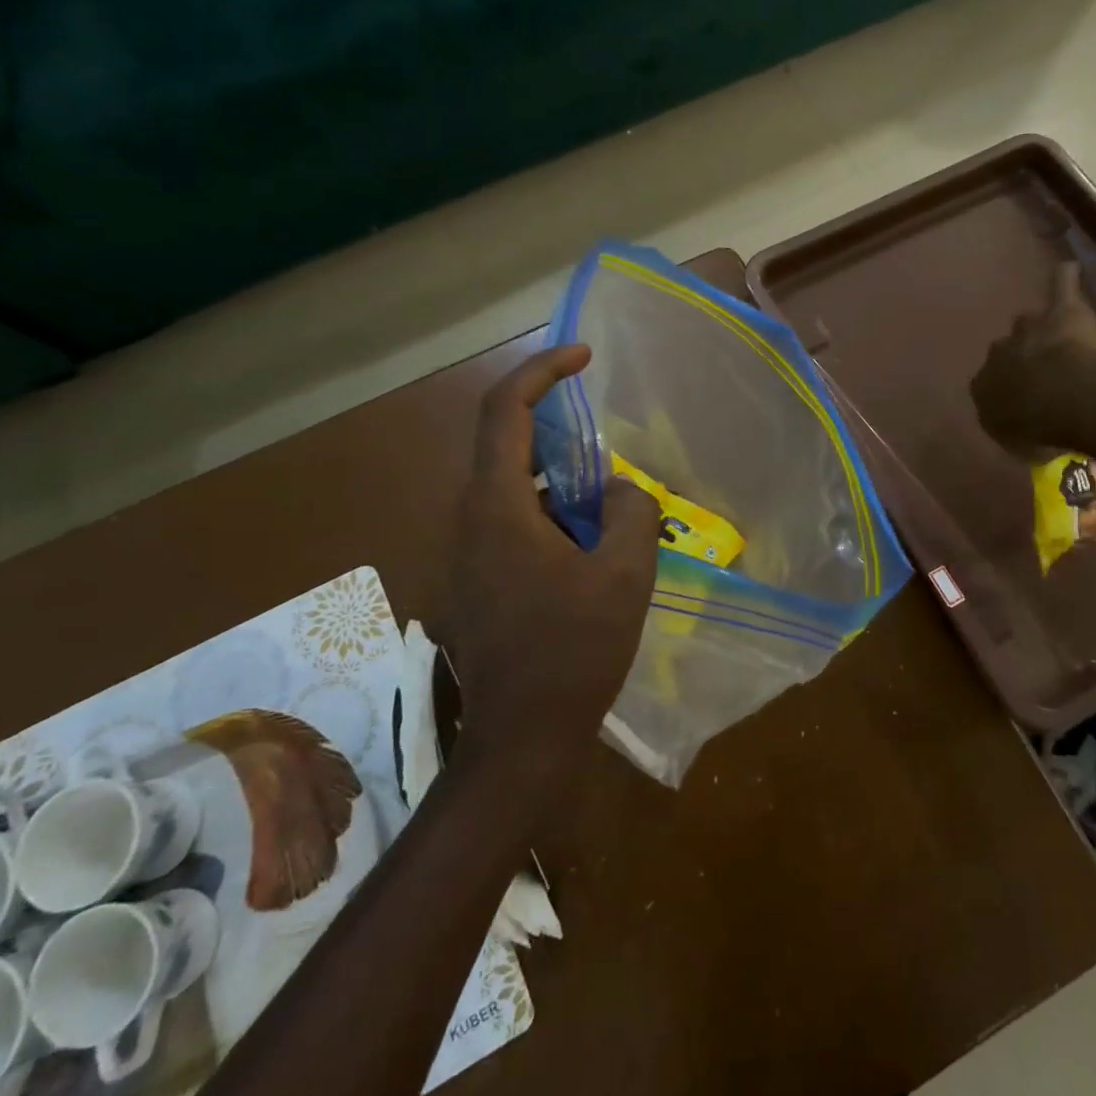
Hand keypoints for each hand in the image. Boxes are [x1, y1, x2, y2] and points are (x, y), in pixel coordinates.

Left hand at [443, 344, 661, 782]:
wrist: (520, 739)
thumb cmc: (573, 652)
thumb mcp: (625, 576)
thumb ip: (630, 512)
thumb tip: (617, 489)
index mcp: (497, 507)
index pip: (505, 410)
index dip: (542, 370)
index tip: (583, 356)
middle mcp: (468, 518)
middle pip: (505, 442)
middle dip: (557, 427)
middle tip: (607, 442)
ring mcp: (465, 551)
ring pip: (510, 485)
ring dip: (557, 477)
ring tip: (605, 504)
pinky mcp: (473, 578)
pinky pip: (510, 519)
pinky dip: (548, 511)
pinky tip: (586, 546)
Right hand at [971, 262, 1095, 457]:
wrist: (1062, 400)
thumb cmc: (1037, 429)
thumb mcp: (1016, 444)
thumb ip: (1013, 429)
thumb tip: (1017, 427)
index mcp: (983, 386)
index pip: (988, 384)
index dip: (1007, 391)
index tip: (1022, 401)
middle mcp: (997, 353)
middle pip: (1006, 350)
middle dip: (1020, 357)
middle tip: (1042, 372)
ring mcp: (1028, 329)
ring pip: (1029, 323)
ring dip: (1039, 329)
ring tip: (1054, 334)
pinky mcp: (1061, 312)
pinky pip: (1061, 286)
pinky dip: (1064, 279)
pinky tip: (1068, 269)